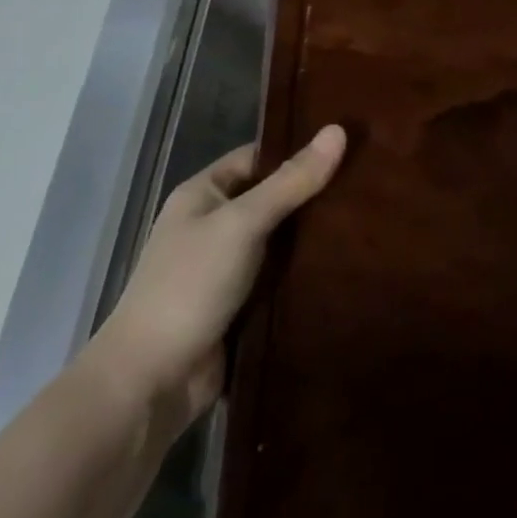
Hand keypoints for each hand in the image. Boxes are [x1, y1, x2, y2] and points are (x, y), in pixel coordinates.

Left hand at [92, 125, 346, 424]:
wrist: (147, 388)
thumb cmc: (188, 287)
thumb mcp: (242, 223)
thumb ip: (291, 181)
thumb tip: (339, 129)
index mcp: (203, 195)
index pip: (259, 156)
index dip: (299, 148)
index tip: (348, 143)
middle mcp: (213, 225)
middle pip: (274, 196)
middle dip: (314, 192)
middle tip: (369, 179)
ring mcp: (227, 268)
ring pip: (281, 238)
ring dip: (314, 234)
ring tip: (369, 215)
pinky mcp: (241, 306)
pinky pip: (281, 276)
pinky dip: (306, 270)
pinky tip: (348, 259)